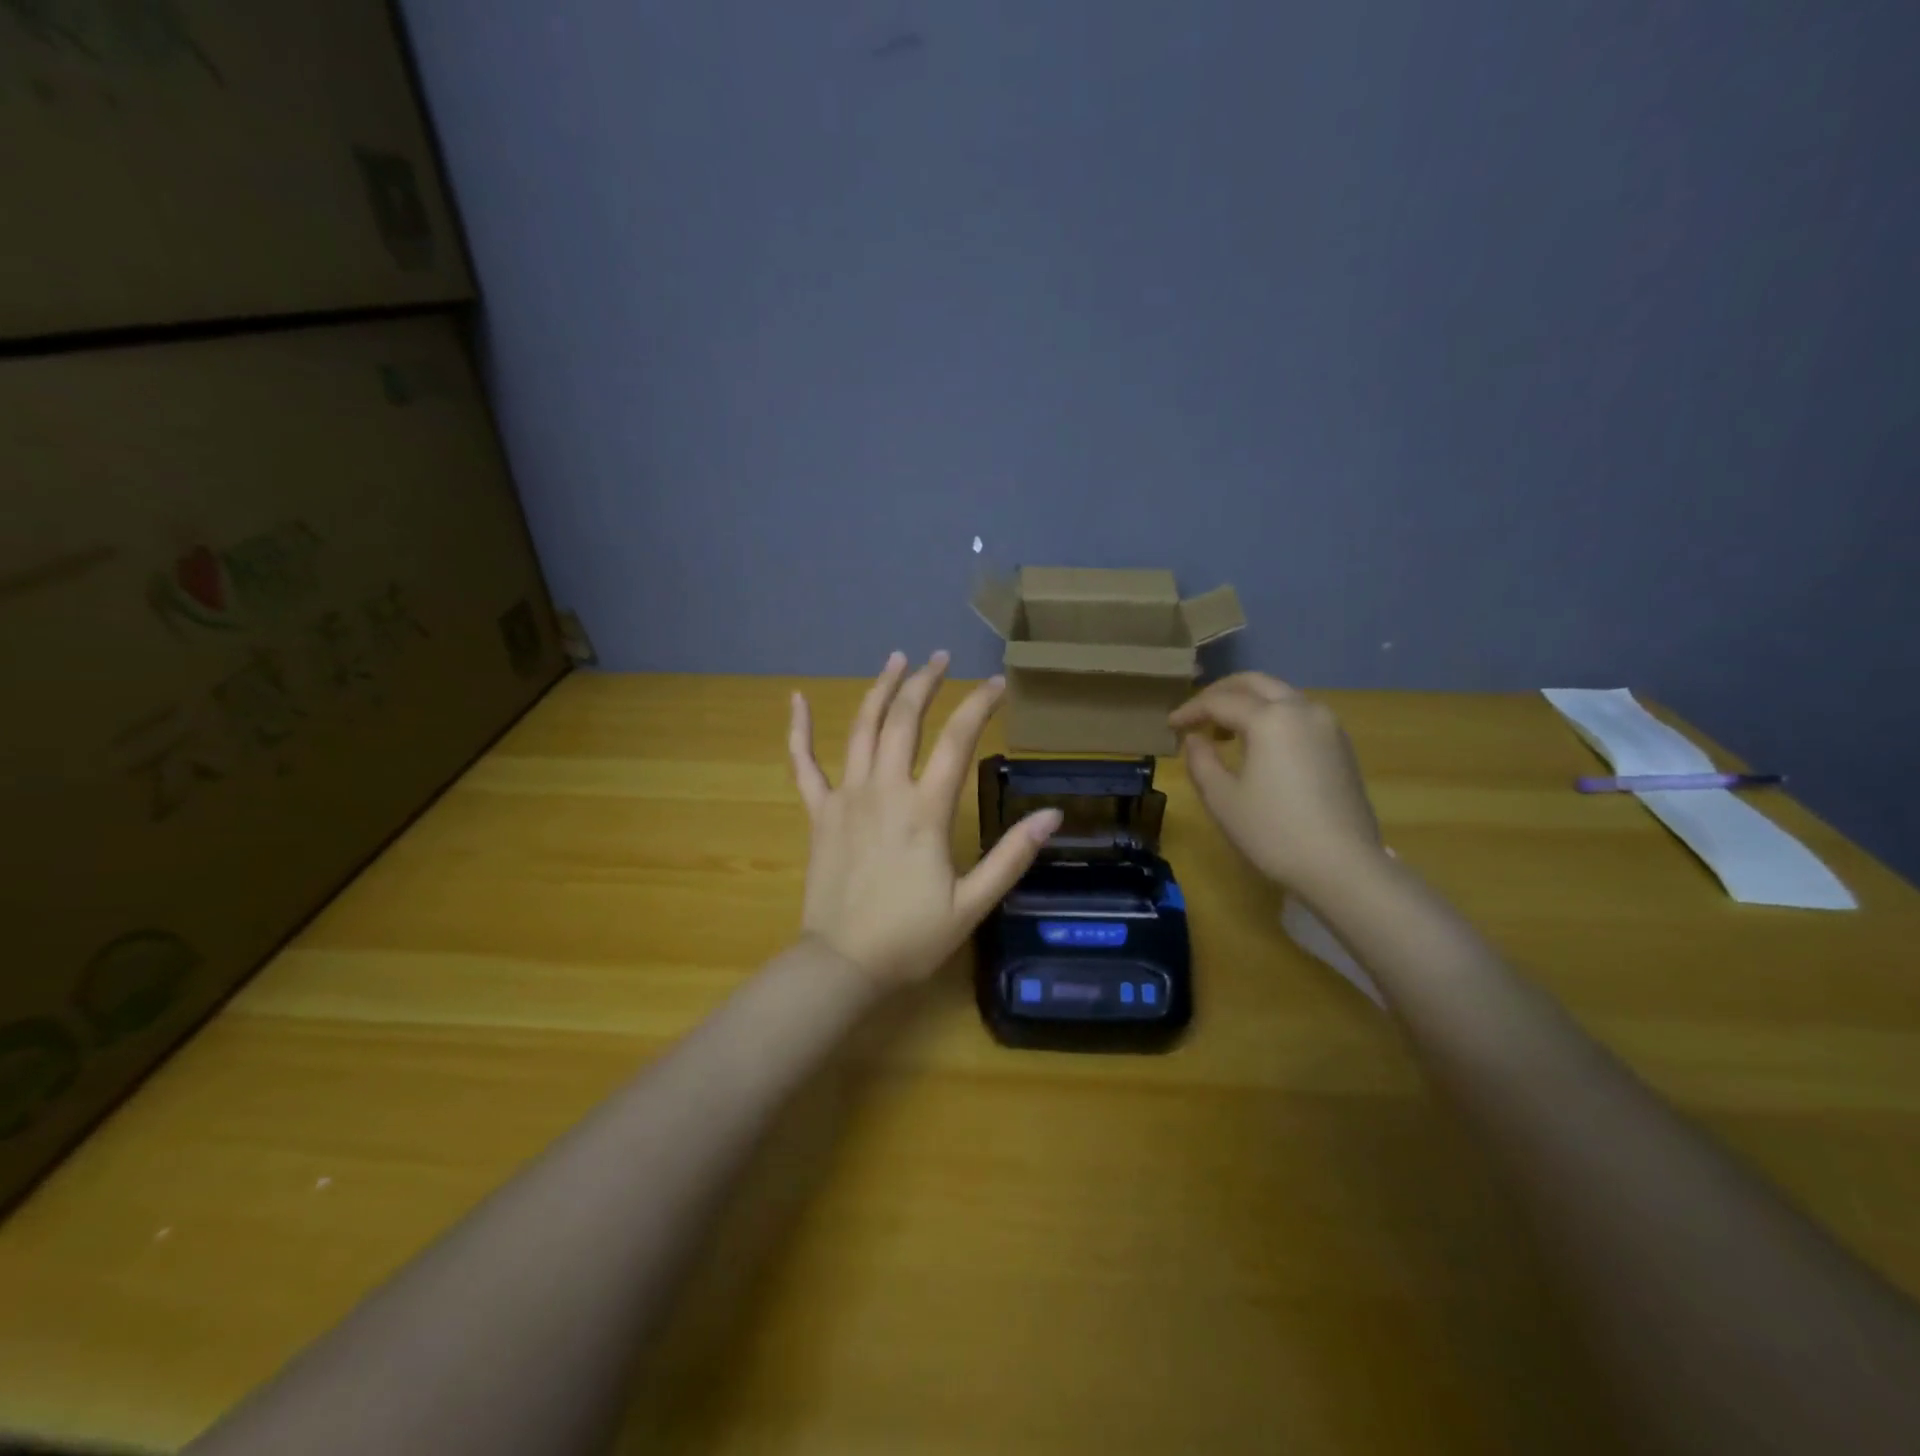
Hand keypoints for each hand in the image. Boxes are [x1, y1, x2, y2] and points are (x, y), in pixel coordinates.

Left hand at [789, 652, 1062, 984]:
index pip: (956, 741)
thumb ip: (1011, 856)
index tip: (996, 683)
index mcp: (925, 810)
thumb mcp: (972, 904)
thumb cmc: (910, 937)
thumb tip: (1052, 814)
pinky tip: (796, 700)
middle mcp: (884, 790)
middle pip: (904, 720)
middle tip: (939, 657)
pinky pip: (803, 765)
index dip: (978, 706)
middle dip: (924, 682)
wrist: (843, 964)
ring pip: (861, 729)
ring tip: (896, 660)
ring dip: (879, 690)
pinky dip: (798, 731)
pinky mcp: (819, 813)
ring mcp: (846, 798)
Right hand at [1169, 672, 1384, 898]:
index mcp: (1271, 719)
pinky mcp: (1340, 745)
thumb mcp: (1222, 799)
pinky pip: (1299, 714)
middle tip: (1196, 714)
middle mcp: (1302, 710)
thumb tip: (1194, 739)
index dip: (1190, 711)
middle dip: (1221, 693)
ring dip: (1249, 702)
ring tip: (1224, 729)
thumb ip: (1201, 760)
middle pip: (1256, 683)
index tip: (1170, 726)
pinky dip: (1272, 716)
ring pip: (1281, 695)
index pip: (1220, 702)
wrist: (1343, 867)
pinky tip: (1258, 743)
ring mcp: (1327, 726)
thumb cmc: (1273, 833)